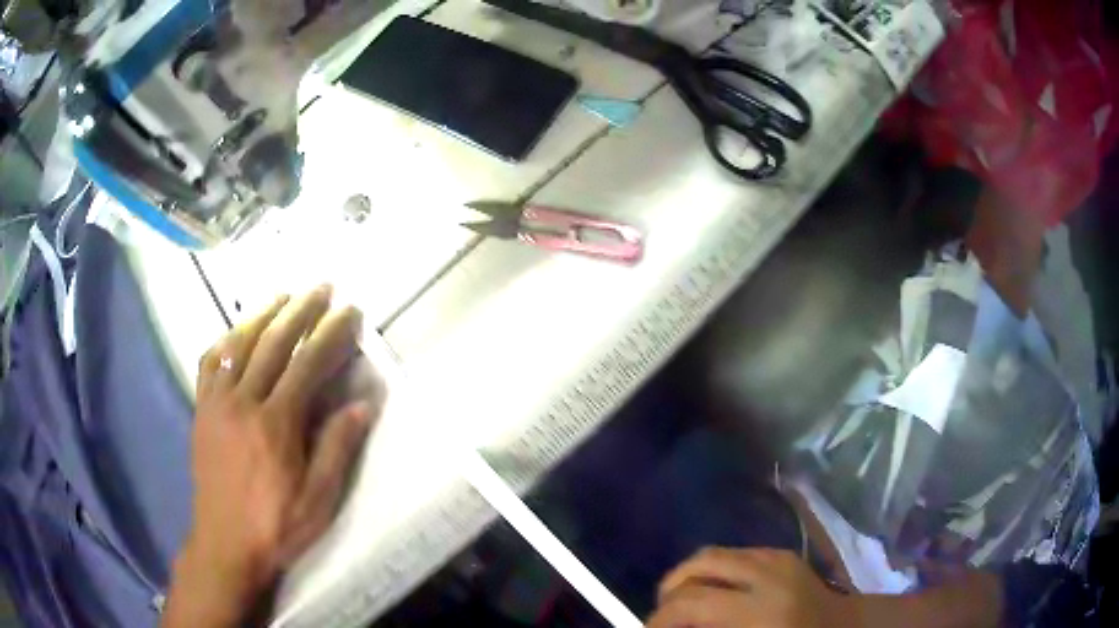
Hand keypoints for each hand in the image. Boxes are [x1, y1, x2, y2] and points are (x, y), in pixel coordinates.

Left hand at [163, 286, 376, 626]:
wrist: (225, 542)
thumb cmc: (276, 525)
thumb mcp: (318, 499)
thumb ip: (337, 448)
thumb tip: (361, 405)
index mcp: (275, 423)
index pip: (306, 364)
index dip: (330, 333)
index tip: (348, 311)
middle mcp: (243, 401)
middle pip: (273, 343)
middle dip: (300, 311)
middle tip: (320, 288)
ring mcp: (217, 402)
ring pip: (239, 344)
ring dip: (263, 315)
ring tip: (282, 296)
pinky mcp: (201, 410)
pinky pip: (209, 363)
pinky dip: (224, 340)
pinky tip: (235, 333)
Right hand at [647, 548, 852, 627]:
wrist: (845, 627)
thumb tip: (676, 624)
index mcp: (760, 609)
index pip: (692, 603)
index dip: (660, 618)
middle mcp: (768, 573)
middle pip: (700, 564)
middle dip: (671, 588)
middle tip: (663, 614)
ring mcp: (777, 558)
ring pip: (716, 553)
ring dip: (691, 577)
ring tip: (684, 603)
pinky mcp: (783, 553)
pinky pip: (736, 554)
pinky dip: (716, 571)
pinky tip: (717, 593)